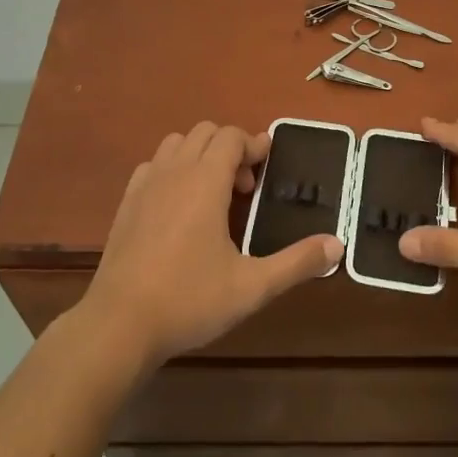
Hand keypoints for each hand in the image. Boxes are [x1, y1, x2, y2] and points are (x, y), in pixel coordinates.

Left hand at [79, 122, 342, 370]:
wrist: (119, 324)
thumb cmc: (189, 300)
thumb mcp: (252, 286)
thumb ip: (297, 263)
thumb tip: (338, 246)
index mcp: (204, 181)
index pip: (230, 136)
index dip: (254, 144)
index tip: (269, 163)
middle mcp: (174, 171)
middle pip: (204, 132)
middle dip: (230, 148)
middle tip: (245, 188)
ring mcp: (145, 185)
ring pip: (176, 143)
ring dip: (200, 154)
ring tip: (213, 193)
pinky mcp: (126, 203)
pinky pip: (153, 165)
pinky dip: (172, 170)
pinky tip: (179, 206)